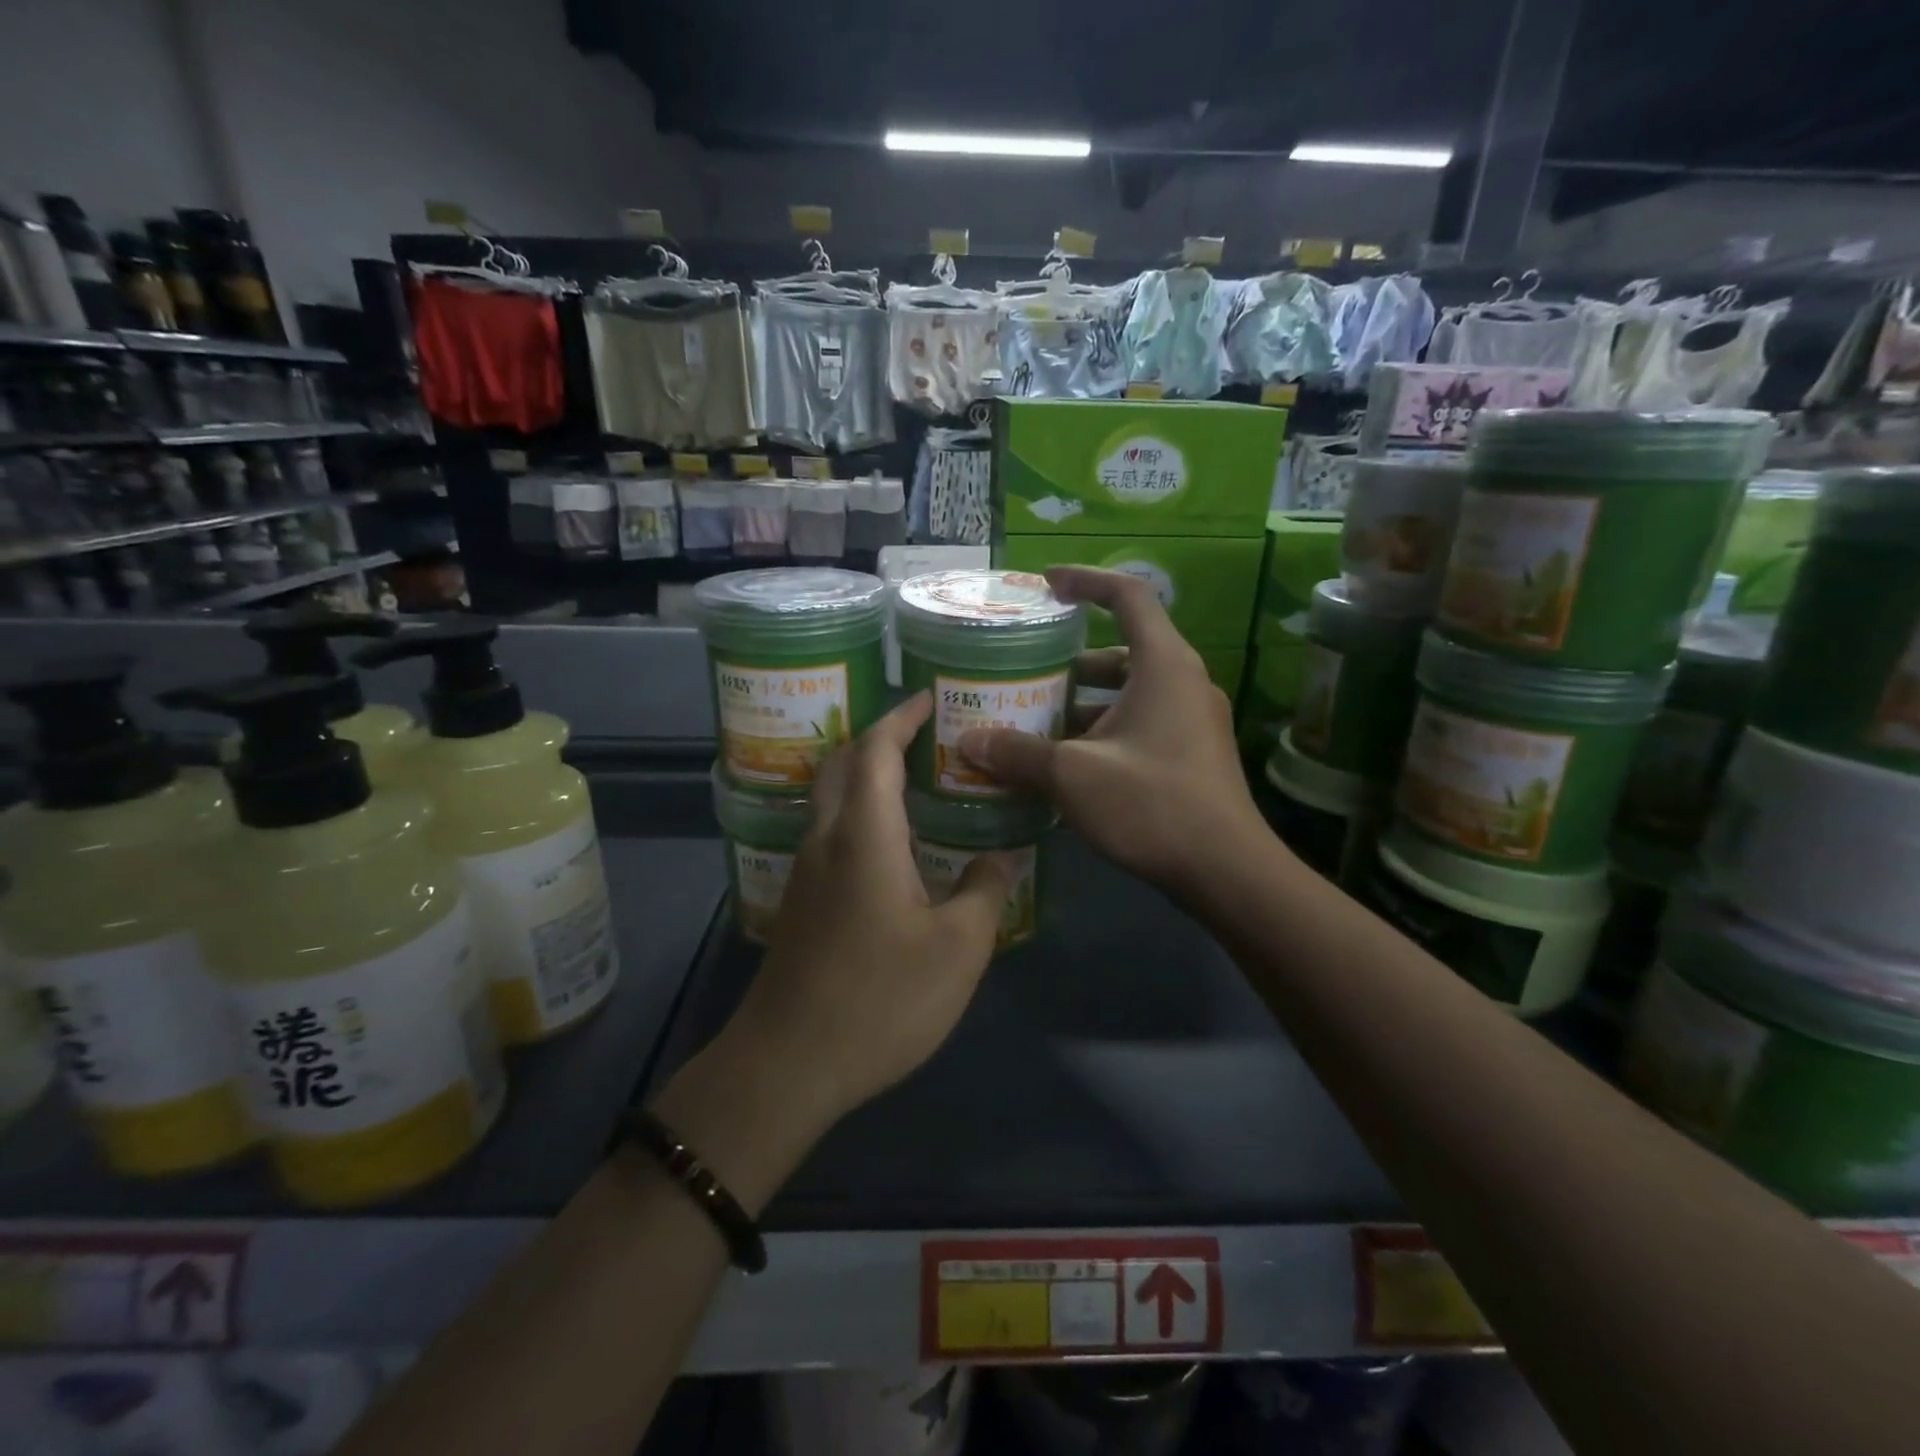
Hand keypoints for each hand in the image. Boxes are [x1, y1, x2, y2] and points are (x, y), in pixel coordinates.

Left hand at [717, 694, 1011, 1133]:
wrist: (789, 1063)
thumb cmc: (879, 999)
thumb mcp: (957, 949)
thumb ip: (984, 890)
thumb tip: (1000, 857)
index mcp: (863, 835)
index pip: (874, 750)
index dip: (902, 718)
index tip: (932, 701)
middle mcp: (826, 839)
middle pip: (843, 764)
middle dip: (881, 738)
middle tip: (930, 738)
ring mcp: (806, 870)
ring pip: (832, 798)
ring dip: (867, 775)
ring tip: (919, 782)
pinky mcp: (800, 900)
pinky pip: (831, 832)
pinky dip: (861, 813)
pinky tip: (895, 844)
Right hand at [957, 566, 1266, 896]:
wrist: (1226, 872)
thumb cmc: (1152, 804)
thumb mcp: (1073, 775)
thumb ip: (1019, 753)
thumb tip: (970, 741)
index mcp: (1163, 665)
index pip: (1128, 596)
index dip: (1086, 581)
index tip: (1046, 583)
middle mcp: (1183, 682)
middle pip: (1121, 651)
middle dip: (1070, 662)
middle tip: (1026, 674)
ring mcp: (1192, 721)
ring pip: (1129, 694)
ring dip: (1083, 702)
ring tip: (1035, 722)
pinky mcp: (1191, 754)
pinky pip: (1140, 724)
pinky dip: (1102, 732)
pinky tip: (1067, 764)